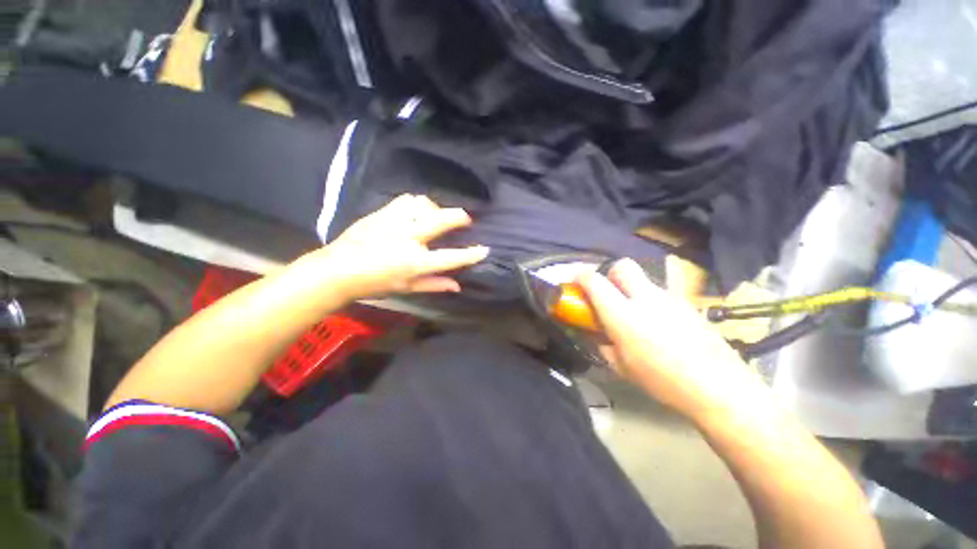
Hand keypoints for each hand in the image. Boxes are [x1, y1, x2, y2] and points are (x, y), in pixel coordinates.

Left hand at [306, 194, 488, 300]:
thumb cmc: (374, 284)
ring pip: (424, 204)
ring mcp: (395, 222)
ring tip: (436, 216)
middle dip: (460, 217)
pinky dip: (418, 204)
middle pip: (442, 219)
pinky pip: (406, 200)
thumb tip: (458, 285)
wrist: (337, 270)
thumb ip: (434, 285)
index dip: (471, 254)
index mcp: (416, 262)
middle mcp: (409, 238)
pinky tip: (416, 212)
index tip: (484, 249)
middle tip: (466, 220)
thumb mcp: (407, 288)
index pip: (452, 257)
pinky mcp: (382, 213)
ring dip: (436, 209)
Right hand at [577, 258, 767, 421]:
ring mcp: (670, 299)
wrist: (719, 388)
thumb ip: (604, 346)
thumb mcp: (622, 368)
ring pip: (644, 280)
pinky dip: (652, 303)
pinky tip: (660, 326)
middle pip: (623, 266)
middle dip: (610, 273)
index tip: (576, 283)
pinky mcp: (688, 305)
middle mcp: (645, 299)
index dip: (580, 277)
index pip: (594, 281)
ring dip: (632, 290)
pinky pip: (662, 295)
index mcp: (622, 314)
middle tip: (609, 292)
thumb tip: (599, 336)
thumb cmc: (662, 381)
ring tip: (637, 315)